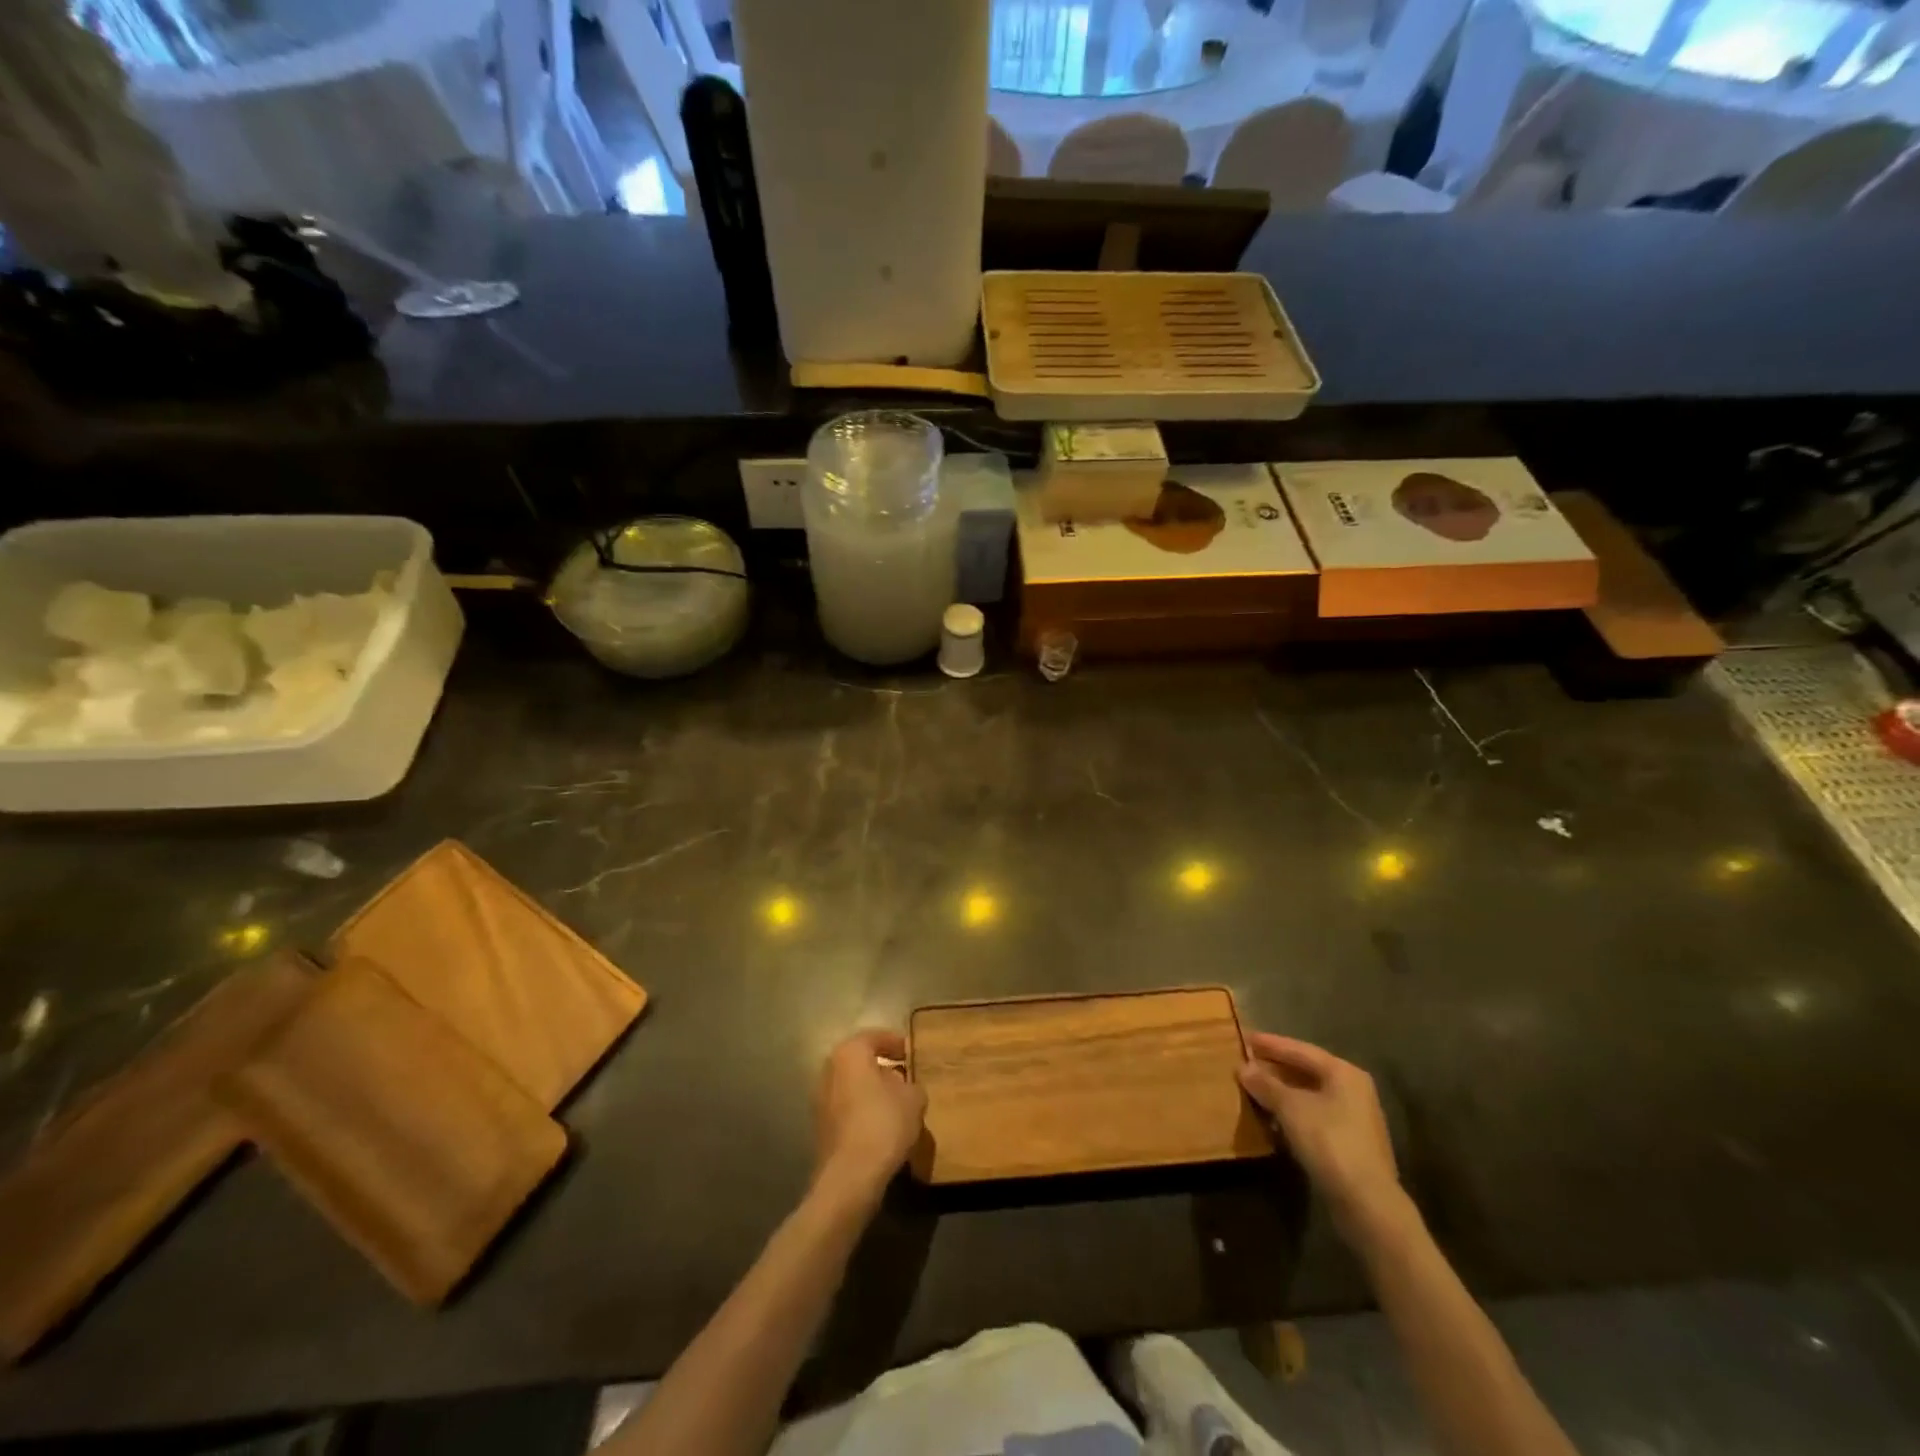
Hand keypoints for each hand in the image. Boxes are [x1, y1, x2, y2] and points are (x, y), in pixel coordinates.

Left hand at [811, 1029, 926, 1203]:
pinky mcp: (820, 1128)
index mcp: (849, 1053)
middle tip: (904, 1077)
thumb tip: (904, 1086)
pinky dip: (862, 1111)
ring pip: (851, 1086)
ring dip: (871, 1091)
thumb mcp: (913, 1098)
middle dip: (881, 1068)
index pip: (874, 1037)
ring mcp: (820, 1100)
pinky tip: (881, 1126)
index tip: (911, 1052)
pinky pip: (846, 1109)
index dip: (895, 1043)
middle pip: (859, 1061)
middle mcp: (829, 1070)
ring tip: (896, 1105)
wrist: (850, 1177)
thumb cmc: (884, 1124)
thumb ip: (911, 1084)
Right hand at [1239, 1033, 1406, 1245]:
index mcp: (1344, 1073)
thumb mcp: (1290, 1108)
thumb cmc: (1329, 1142)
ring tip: (1255, 1086)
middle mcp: (1353, 1089)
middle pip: (1307, 1070)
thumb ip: (1266, 1084)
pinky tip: (1273, 1116)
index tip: (1245, 1037)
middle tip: (1247, 1060)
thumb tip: (1244, 1068)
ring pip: (1311, 1094)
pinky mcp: (1350, 1143)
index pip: (1301, 1050)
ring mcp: (1355, 1117)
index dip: (1271, 1044)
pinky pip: (1315, 1114)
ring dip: (1283, 1090)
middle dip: (1276, 1066)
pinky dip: (1293, 1111)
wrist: (1367, 1203)